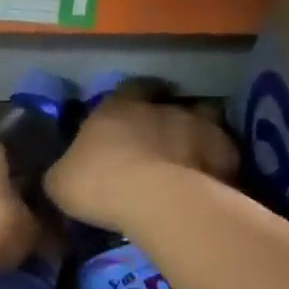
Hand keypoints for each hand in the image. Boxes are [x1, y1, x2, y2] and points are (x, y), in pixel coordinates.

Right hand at [46, 98, 238, 231]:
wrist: (157, 200)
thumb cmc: (100, 184)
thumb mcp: (61, 182)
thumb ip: (66, 171)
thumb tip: (66, 172)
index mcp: (119, 107)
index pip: (130, 88)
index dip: (134, 96)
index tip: (135, 108)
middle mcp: (162, 108)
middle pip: (172, 101)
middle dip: (169, 116)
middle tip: (164, 138)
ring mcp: (200, 126)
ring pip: (206, 119)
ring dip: (200, 133)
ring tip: (194, 156)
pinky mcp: (227, 153)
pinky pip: (225, 153)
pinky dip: (220, 163)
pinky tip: (214, 181)